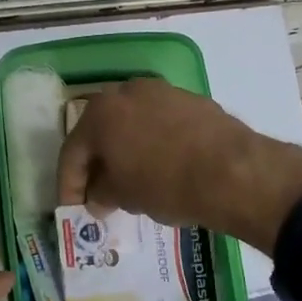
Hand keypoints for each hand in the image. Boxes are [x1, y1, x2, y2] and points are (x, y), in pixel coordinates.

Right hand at [55, 79, 301, 254]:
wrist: (232, 171)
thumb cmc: (165, 184)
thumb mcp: (124, 196)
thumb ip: (101, 193)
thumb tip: (98, 196)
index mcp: (100, 113)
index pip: (72, 152)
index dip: (69, 185)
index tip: (72, 208)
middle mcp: (126, 92)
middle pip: (101, 132)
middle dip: (97, 164)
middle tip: (98, 194)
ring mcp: (162, 92)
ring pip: (132, 124)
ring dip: (125, 151)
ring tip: (130, 181)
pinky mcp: (192, 100)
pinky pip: (160, 124)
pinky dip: (153, 144)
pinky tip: (162, 167)